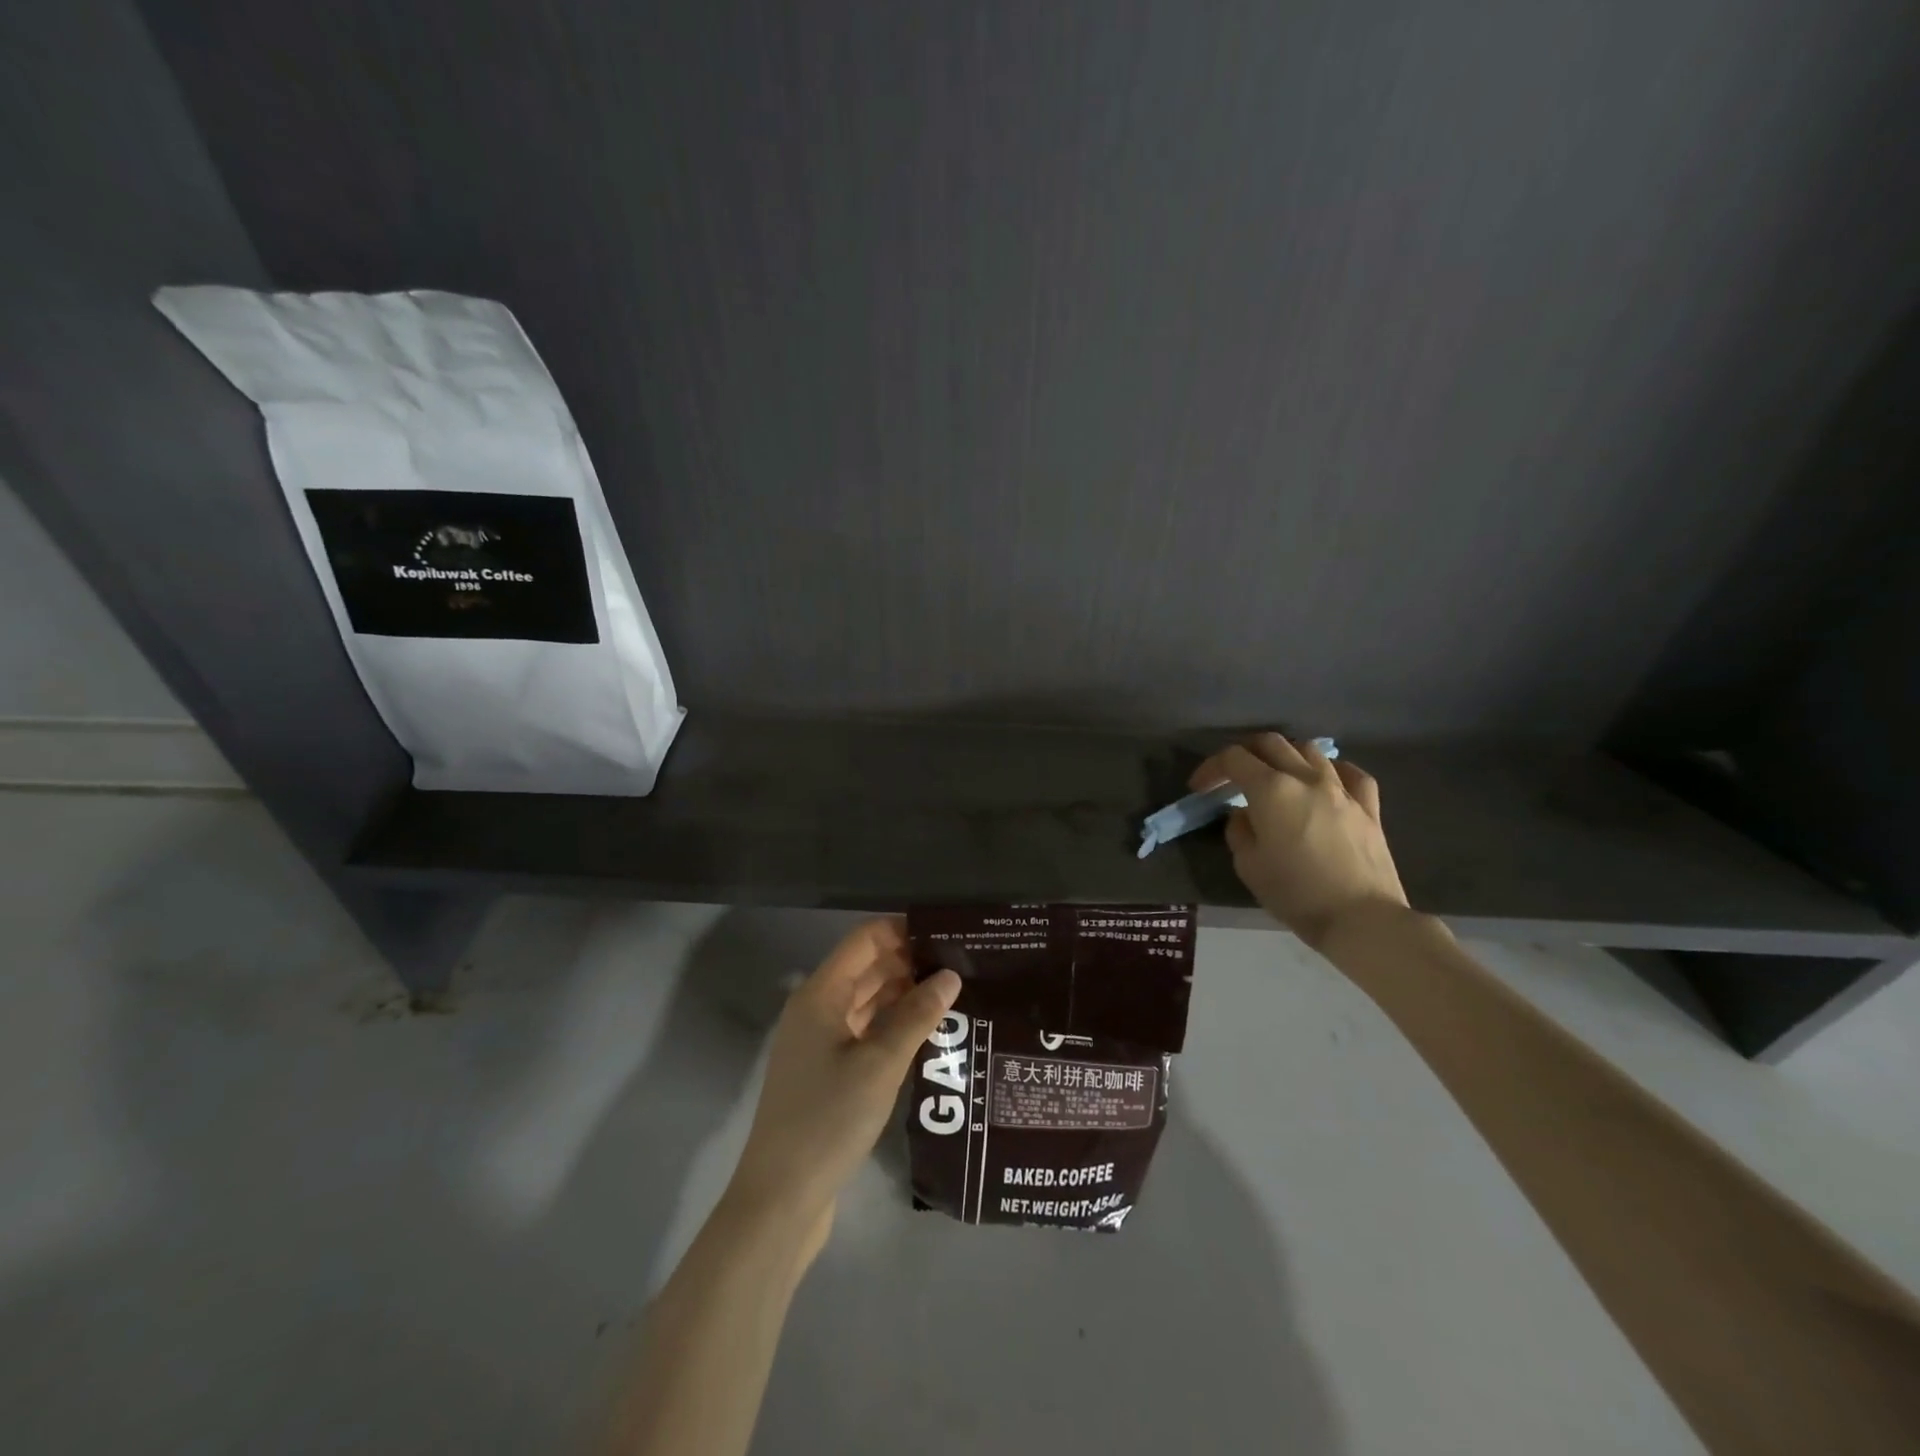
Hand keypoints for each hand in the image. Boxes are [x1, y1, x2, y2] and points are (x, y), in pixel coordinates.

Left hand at [725, 919, 960, 1253]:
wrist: (780, 1197)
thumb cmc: (828, 1118)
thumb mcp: (880, 1064)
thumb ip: (917, 1015)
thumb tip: (950, 975)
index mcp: (821, 994)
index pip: (865, 939)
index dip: (903, 930)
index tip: (947, 934)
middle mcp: (817, 1008)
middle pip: (866, 967)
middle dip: (910, 963)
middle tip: (962, 966)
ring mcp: (819, 1041)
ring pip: (867, 1001)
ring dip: (905, 995)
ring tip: (954, 996)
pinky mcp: (826, 1071)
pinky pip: (864, 1031)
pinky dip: (893, 1026)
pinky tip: (927, 1033)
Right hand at [1191, 733, 1408, 948]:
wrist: (1361, 918)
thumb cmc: (1295, 893)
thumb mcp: (1248, 865)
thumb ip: (1239, 831)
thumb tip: (1245, 815)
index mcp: (1271, 790)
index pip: (1234, 759)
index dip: (1211, 768)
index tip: (1200, 788)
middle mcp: (1306, 779)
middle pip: (1271, 744)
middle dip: (1245, 753)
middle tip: (1233, 776)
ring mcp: (1342, 790)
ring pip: (1309, 751)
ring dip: (1285, 756)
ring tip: (1276, 776)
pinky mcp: (1368, 807)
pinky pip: (1350, 773)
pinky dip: (1331, 770)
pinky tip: (1325, 782)